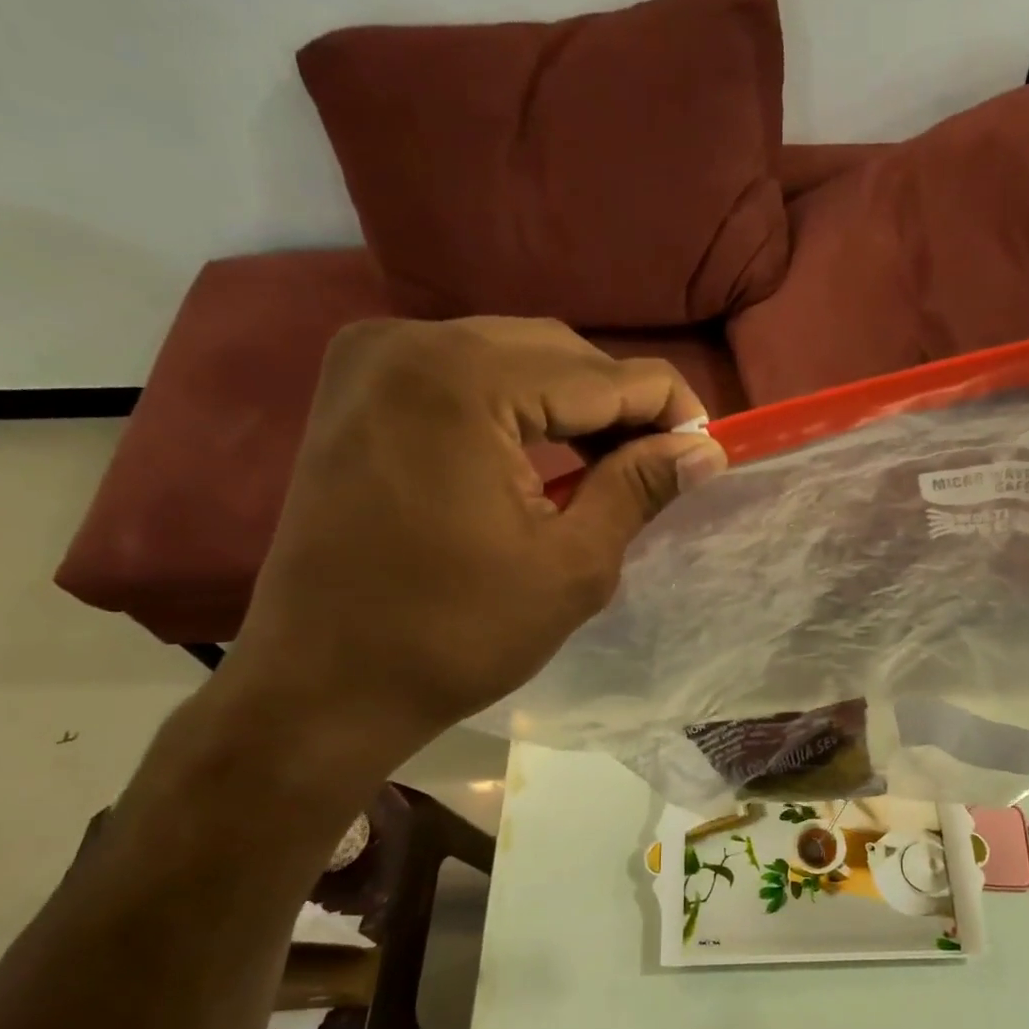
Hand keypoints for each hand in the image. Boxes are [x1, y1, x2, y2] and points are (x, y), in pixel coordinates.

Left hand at [219, 316, 727, 776]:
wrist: (321, 686)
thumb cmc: (453, 637)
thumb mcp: (571, 567)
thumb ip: (639, 489)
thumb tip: (704, 450)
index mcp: (462, 381)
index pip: (602, 374)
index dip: (669, 408)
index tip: (707, 449)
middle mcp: (409, 343)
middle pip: (556, 352)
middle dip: (619, 404)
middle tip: (659, 464)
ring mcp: (371, 360)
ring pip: (511, 356)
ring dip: (571, 403)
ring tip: (609, 464)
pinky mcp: (355, 390)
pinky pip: (463, 373)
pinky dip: (516, 405)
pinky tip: (543, 454)